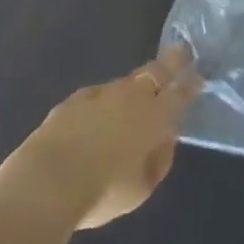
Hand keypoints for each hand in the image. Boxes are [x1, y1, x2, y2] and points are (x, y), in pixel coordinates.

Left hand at [0, 45, 201, 237]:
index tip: (200, 75)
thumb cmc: (101, 192)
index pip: (181, 93)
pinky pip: (97, 94)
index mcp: (155, 117)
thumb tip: (162, 141)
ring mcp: (100, 95)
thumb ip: (158, 160)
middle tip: (180, 51)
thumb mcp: (142, 188)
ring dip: (137, 82)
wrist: (43, 185)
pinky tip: (100, 108)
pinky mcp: (72, 101)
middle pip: (156, 72)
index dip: (192, 84)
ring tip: (141, 85)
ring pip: (126, 81)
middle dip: (171, 62)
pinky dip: (105, 98)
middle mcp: (131, 98)